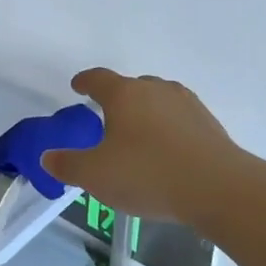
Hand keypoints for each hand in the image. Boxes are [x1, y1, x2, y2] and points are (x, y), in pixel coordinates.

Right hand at [42, 69, 241, 221]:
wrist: (218, 188)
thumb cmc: (148, 174)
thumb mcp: (96, 175)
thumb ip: (67, 165)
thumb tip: (47, 157)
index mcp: (124, 94)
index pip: (98, 78)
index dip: (85, 81)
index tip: (77, 85)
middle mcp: (155, 90)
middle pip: (131, 86)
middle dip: (117, 99)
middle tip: (107, 119)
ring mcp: (186, 104)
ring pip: (158, 101)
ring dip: (146, 113)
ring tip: (139, 136)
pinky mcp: (209, 124)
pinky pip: (180, 119)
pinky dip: (169, 129)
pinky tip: (167, 152)